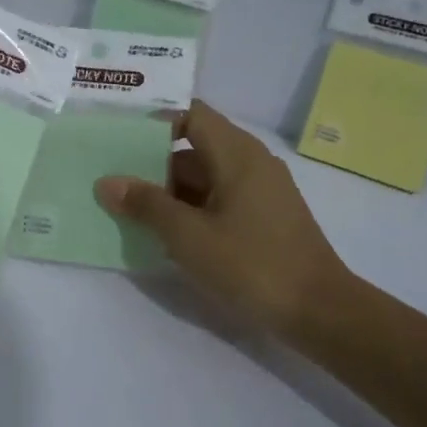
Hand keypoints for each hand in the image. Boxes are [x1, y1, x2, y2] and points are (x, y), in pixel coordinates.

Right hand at [96, 100, 353, 341]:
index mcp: (237, 154)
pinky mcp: (264, 218)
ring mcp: (260, 191)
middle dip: (153, 161)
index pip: (191, 114)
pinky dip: (190, 208)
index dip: (155, 120)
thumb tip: (108, 182)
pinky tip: (164, 232)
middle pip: (195, 146)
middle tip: (112, 176)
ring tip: (128, 207)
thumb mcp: (189, 236)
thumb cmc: (252, 264)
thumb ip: (147, 205)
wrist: (319, 311)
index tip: (119, 135)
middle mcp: (251, 163)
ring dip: (169, 190)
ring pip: (205, 177)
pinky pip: (219, 199)